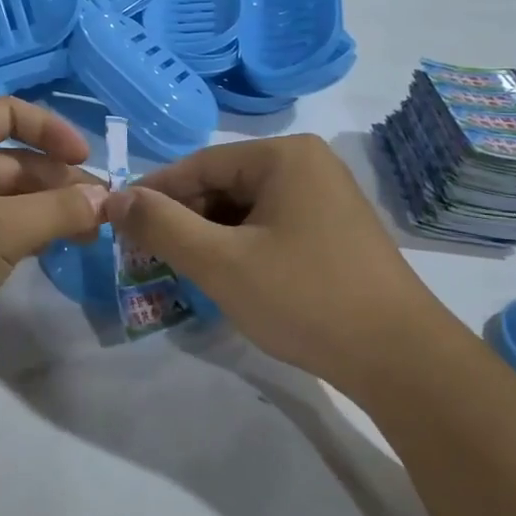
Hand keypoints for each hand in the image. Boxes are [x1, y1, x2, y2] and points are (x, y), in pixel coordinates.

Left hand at [0, 98, 107, 397]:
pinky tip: (52, 249)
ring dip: (46, 209)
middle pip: (13, 158)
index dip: (53, 131)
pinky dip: (23, 231)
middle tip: (103, 212)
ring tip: (89, 234)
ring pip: (5, 195)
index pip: (10, 114)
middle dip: (58, 181)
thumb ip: (59, 210)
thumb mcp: (3, 231)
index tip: (88, 161)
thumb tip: (107, 199)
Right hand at [106, 134, 442, 389]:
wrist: (400, 359)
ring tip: (181, 270)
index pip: (199, 165)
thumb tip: (114, 198)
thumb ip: (162, 226)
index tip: (117, 221)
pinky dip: (241, 248)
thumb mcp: (221, 262)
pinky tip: (227, 278)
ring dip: (210, 237)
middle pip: (223, 185)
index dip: (154, 193)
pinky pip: (271, 227)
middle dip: (184, 219)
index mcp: (284, 155)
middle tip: (148, 255)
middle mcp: (308, 165)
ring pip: (246, 210)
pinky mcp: (334, 232)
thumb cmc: (305, 298)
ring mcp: (326, 198)